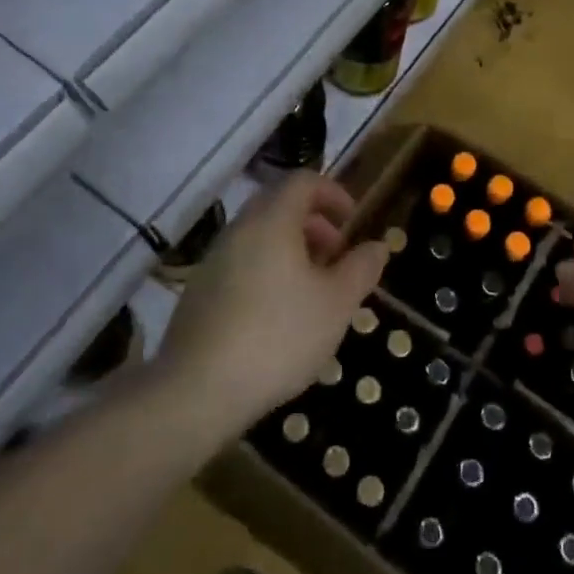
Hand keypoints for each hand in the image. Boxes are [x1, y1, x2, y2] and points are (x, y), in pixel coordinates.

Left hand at [161, 172, 388, 432]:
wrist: (196, 392)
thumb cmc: (278, 337)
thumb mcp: (336, 304)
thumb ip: (361, 268)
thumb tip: (377, 245)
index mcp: (272, 221)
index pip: (303, 181)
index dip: (333, 193)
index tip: (352, 222)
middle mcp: (239, 229)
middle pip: (279, 205)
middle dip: (314, 223)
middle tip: (336, 256)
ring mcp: (213, 260)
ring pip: (258, 236)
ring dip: (290, 248)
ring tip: (312, 290)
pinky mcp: (198, 292)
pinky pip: (240, 263)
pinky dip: (266, 270)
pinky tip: (278, 315)